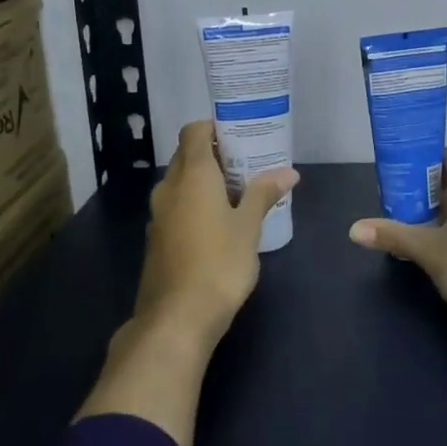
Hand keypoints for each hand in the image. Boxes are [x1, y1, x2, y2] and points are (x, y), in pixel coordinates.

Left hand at [140, 120, 298, 341]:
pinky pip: (177, 206)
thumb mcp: (249, 226)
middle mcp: (169, 187)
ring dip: (205, 180)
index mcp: (192, 175)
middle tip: (247, 161)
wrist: (176, 319)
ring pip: (181, 182)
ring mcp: (159, 215)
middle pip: (188, 155)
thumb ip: (264, 194)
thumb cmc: (218, 263)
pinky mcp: (157, 239)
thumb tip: (288, 172)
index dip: (214, 126)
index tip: (240, 133)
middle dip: (214, 153)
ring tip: (239, 190)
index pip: (194, 131)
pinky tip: (220, 222)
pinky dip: (195, 203)